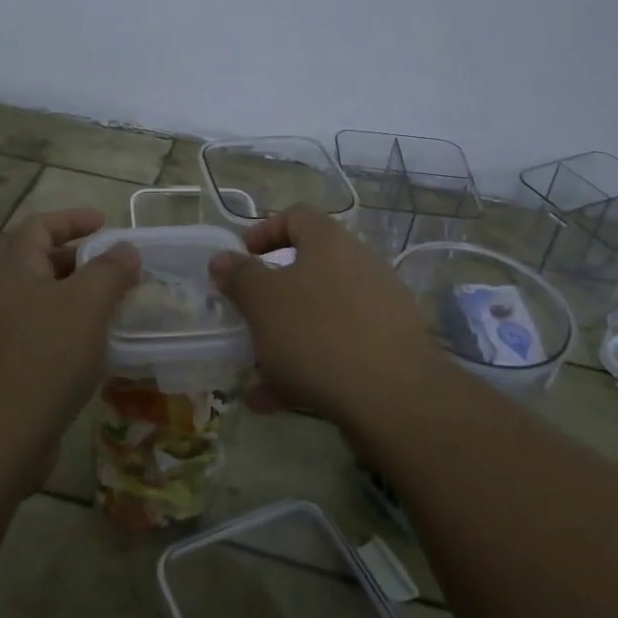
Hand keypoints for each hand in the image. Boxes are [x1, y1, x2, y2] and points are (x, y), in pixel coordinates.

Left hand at [0, 208, 139, 469]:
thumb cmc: (44, 359)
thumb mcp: (87, 305)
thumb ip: (110, 271)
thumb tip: (126, 249)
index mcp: (13, 274)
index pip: (37, 227)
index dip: (71, 219)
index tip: (105, 224)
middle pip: (38, 266)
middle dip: (79, 263)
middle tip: (117, 272)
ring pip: (41, 307)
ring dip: (76, 303)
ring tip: (113, 314)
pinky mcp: (3, 376)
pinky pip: (39, 341)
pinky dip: (68, 337)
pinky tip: (94, 357)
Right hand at [209, 205, 439, 426]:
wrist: (395, 397)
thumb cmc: (318, 334)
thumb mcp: (264, 302)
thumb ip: (240, 277)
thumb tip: (222, 258)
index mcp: (330, 243)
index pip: (296, 216)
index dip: (264, 231)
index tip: (241, 259)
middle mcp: (359, 267)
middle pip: (308, 270)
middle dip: (271, 296)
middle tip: (246, 317)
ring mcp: (378, 310)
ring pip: (319, 316)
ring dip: (284, 339)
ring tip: (253, 371)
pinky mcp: (386, 350)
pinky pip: (336, 350)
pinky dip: (305, 369)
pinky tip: (274, 402)